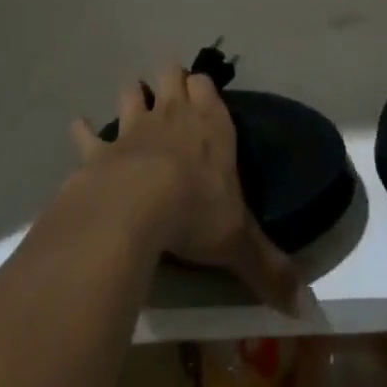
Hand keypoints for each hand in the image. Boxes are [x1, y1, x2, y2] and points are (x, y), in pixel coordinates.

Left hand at [72, 64, 300, 313]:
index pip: (207, 87)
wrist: (136, 206)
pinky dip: (83, 130)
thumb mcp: (239, 242)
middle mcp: (173, 117)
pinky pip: (88, 134)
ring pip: (131, 94)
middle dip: (169, 76)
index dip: (202, 86)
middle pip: (170, 77)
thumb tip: (308, 310)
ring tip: (132, 93)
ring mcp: (133, 129)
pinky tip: (78, 126)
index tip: (201, 89)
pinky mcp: (100, 150)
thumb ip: (270, 270)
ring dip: (131, 93)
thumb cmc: (196, 213)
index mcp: (211, 127)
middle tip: (169, 82)